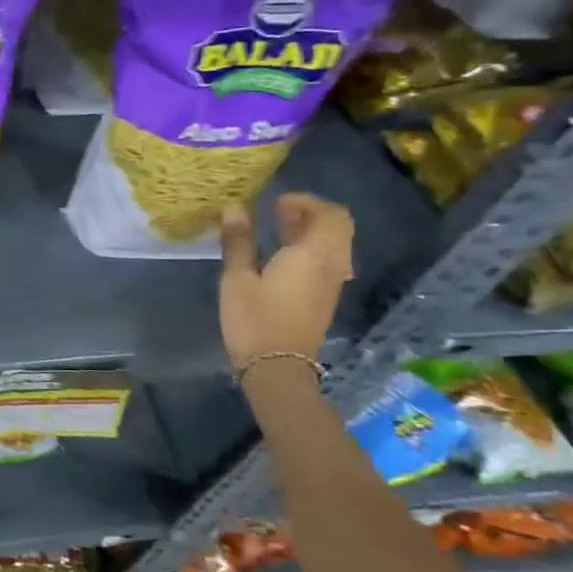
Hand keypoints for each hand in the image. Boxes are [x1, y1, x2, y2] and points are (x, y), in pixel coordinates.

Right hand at [218, 194, 353, 370]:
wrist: (277, 369)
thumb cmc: (254, 320)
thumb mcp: (237, 278)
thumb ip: (238, 241)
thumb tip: (235, 207)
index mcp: (314, 255)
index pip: (331, 215)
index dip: (307, 202)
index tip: (277, 202)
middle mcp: (331, 266)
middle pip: (337, 228)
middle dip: (310, 214)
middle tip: (277, 211)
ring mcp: (331, 285)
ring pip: (333, 246)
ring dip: (310, 232)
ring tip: (276, 229)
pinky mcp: (323, 299)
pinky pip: (326, 262)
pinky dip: (309, 250)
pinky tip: (279, 256)